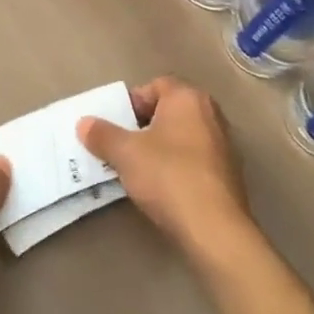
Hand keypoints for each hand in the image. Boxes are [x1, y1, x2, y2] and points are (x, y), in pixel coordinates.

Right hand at [79, 78, 253, 265]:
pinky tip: (162, 187)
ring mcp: (224, 144)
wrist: (214, 228)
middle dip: (144, 125)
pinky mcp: (229, 174)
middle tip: (122, 145)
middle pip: (169, 110)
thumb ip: (102, 134)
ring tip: (137, 169)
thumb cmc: (168, 176)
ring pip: (182, 136)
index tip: (116, 125)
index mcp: (188, 98)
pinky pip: (195, 159)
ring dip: (160, 147)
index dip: (132, 102)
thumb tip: (84, 123)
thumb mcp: (125, 153)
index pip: (155, 85)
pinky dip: (177, 166)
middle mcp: (211, 114)